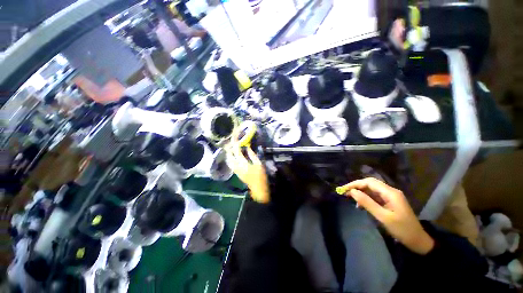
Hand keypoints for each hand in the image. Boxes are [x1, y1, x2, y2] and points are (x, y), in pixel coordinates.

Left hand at [226, 130, 269, 203]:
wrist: (258, 187)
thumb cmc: (260, 175)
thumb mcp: (259, 164)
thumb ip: (252, 155)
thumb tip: (247, 148)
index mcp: (243, 163)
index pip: (237, 152)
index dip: (235, 145)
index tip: (235, 139)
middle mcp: (237, 166)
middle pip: (229, 156)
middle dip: (229, 149)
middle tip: (230, 143)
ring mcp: (235, 170)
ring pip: (229, 160)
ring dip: (228, 154)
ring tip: (230, 149)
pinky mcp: (236, 173)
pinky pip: (230, 164)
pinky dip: (230, 159)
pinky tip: (233, 157)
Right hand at [340, 178, 433, 254]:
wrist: (418, 241)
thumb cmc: (402, 229)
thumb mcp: (383, 217)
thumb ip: (367, 203)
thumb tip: (352, 192)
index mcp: (390, 193)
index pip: (369, 182)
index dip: (355, 184)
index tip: (344, 189)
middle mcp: (390, 191)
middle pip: (370, 184)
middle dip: (356, 186)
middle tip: (345, 192)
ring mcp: (390, 196)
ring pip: (371, 189)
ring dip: (360, 192)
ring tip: (350, 198)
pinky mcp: (389, 202)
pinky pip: (374, 196)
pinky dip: (366, 198)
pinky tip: (360, 205)